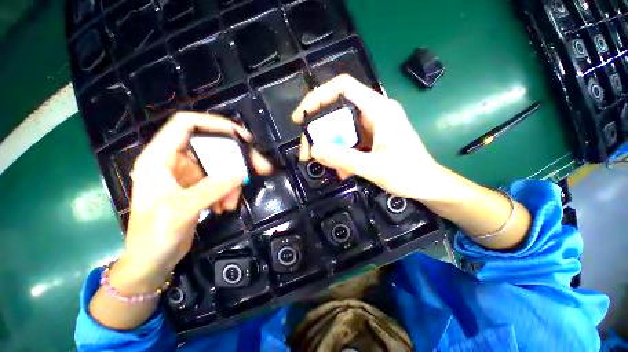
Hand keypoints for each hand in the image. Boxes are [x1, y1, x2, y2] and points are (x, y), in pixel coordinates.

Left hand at [124, 112, 271, 281]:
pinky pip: (221, 181)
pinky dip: (229, 191)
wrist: (152, 261)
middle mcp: (175, 161)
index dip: (214, 124)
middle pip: (212, 147)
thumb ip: (211, 188)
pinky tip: (225, 207)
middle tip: (259, 167)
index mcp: (160, 158)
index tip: (241, 136)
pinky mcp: (198, 187)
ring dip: (233, 181)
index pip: (186, 124)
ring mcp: (188, 175)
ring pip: (221, 166)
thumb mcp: (180, 210)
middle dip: (236, 158)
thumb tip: (241, 172)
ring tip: (232, 201)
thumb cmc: (153, 236)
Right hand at [292, 74, 445, 200]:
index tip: (301, 116)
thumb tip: (314, 150)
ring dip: (327, 146)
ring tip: (322, 164)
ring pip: (339, 128)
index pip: (343, 86)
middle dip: (318, 130)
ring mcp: (371, 126)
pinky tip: (339, 170)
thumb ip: (344, 159)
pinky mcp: (369, 138)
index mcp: (379, 109)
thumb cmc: (410, 174)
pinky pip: (346, 141)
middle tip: (307, 151)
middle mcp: (373, 112)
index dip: (318, 96)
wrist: (428, 185)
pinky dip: (338, 154)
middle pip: (336, 110)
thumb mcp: (375, 168)